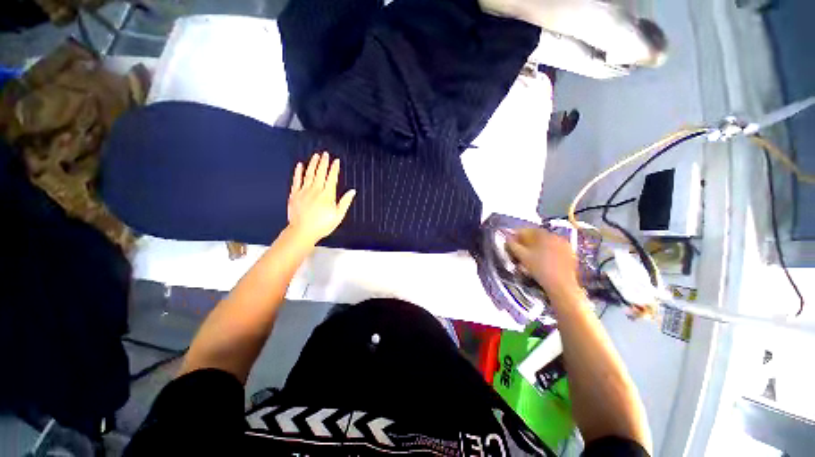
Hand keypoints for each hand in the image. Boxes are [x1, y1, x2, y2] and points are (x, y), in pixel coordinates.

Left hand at [287, 152, 355, 243]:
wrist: (302, 231)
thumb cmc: (322, 225)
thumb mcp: (338, 215)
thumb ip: (345, 202)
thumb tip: (352, 191)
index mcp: (327, 195)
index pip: (332, 178)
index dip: (334, 168)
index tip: (336, 161)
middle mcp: (316, 190)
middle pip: (320, 173)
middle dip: (323, 162)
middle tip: (325, 154)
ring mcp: (304, 191)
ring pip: (309, 174)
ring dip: (313, 164)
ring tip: (315, 156)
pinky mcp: (294, 194)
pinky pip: (296, 180)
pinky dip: (298, 172)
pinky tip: (300, 165)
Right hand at [506, 228, 581, 298]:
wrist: (562, 286)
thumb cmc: (540, 269)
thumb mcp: (522, 256)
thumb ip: (512, 245)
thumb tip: (507, 238)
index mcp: (544, 234)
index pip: (526, 230)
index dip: (516, 235)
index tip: (510, 242)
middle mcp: (556, 236)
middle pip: (536, 236)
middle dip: (526, 242)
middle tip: (518, 250)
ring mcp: (565, 245)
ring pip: (545, 243)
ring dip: (535, 248)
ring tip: (529, 257)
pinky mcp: (570, 255)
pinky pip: (554, 250)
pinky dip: (546, 253)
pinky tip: (541, 262)